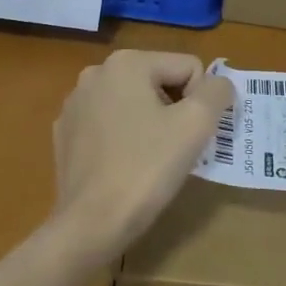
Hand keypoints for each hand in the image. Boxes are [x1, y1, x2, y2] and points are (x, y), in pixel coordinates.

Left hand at [51, 50, 235, 263]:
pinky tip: (123, 166)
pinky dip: (123, 139)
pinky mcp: (65, 133)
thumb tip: (219, 84)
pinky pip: (109, 124)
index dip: (201, 101)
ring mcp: (75, 103)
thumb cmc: (145, 169)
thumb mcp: (196, 125)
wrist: (90, 223)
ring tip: (149, 160)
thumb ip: (217, 93)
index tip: (190, 135)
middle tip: (174, 149)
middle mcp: (96, 73)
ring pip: (134, 104)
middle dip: (174, 110)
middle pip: (159, 82)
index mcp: (126, 62)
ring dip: (149, 124)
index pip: (188, 67)